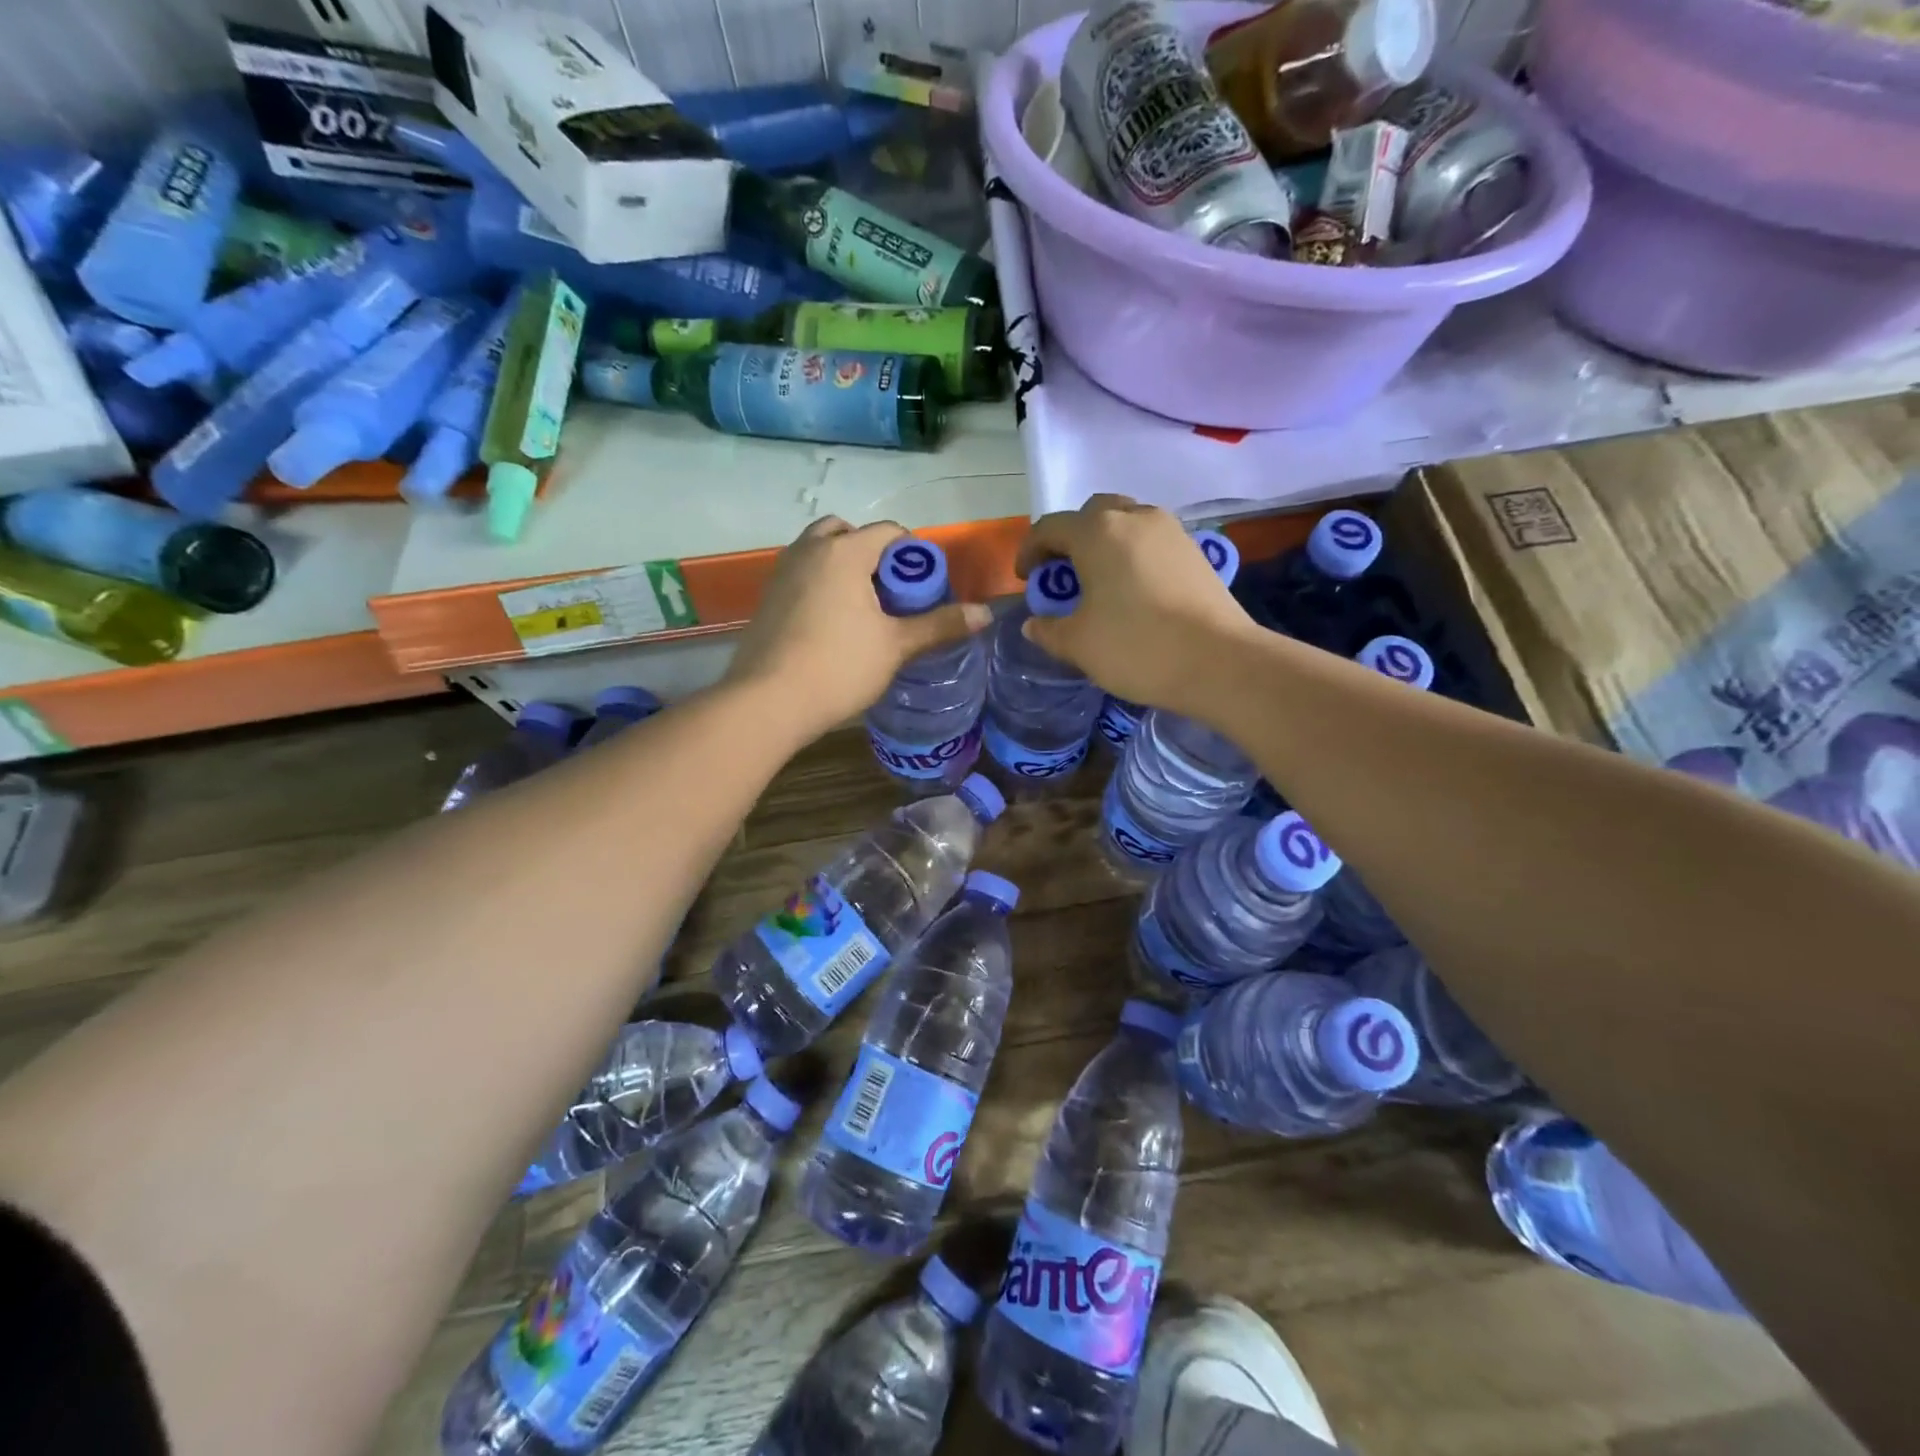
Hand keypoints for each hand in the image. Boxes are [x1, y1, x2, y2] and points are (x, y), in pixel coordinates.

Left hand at [726, 517, 991, 741]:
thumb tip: (985, 613)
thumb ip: (940, 625)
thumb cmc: (838, 667)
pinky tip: (832, 624)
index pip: (888, 532)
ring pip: (819, 552)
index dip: (913, 554)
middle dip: (873, 554)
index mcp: (843, 552)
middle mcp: (809, 550)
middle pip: (847, 532)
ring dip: (844, 566)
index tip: (924, 588)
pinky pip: (801, 575)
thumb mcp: (896, 646)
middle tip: (890, 592)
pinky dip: (821, 584)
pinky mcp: (767, 598)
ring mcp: (782, 573)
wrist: (767, 701)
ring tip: (863, 608)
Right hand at [1016, 495, 1254, 709]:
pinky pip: (1150, 541)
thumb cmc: (1137, 647)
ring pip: (1125, 523)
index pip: (1049, 527)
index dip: (1030, 552)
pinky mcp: (1194, 550)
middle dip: (1070, 539)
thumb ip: (1049, 629)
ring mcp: (1170, 530)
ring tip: (1098, 582)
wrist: (1220, 662)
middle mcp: (1134, 517)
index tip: (1026, 580)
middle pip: (1091, 514)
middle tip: (1063, 575)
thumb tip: (1034, 624)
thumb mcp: (1079, 644)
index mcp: (1097, 532)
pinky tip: (1133, 590)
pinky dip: (1132, 555)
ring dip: (1104, 544)